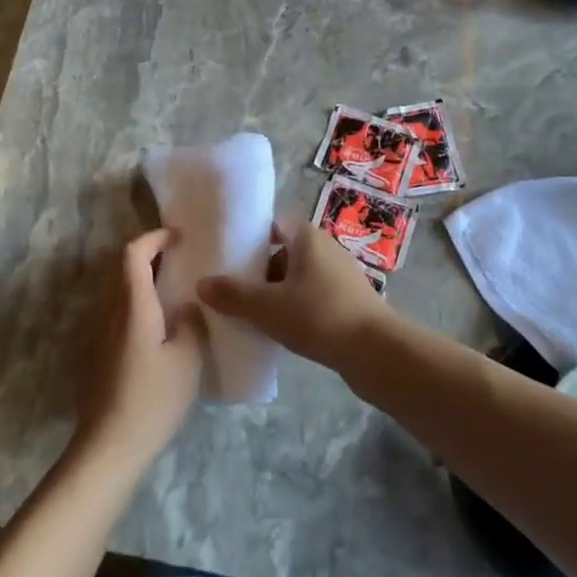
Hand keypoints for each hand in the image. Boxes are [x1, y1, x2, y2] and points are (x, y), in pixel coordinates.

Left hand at [76, 229, 205, 473]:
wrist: (109, 448)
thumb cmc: (152, 399)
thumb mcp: (187, 359)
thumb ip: (192, 323)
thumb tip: (189, 306)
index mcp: (133, 305)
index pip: (133, 253)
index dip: (155, 237)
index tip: (180, 237)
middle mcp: (112, 311)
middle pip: (122, 267)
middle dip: (150, 254)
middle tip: (182, 258)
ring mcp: (103, 333)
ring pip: (120, 289)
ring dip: (144, 277)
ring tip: (177, 286)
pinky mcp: (102, 352)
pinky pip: (120, 310)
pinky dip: (140, 300)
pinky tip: (163, 322)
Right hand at [198, 222, 391, 374]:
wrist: (375, 350)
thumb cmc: (318, 315)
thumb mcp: (267, 307)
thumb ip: (233, 295)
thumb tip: (201, 283)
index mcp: (307, 236)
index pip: (273, 225)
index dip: (250, 239)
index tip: (226, 257)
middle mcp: (325, 247)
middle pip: (283, 252)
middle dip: (259, 271)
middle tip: (231, 291)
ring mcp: (340, 274)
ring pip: (297, 277)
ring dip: (276, 293)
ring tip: (251, 314)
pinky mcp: (348, 299)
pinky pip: (312, 296)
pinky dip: (295, 307)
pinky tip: (280, 330)